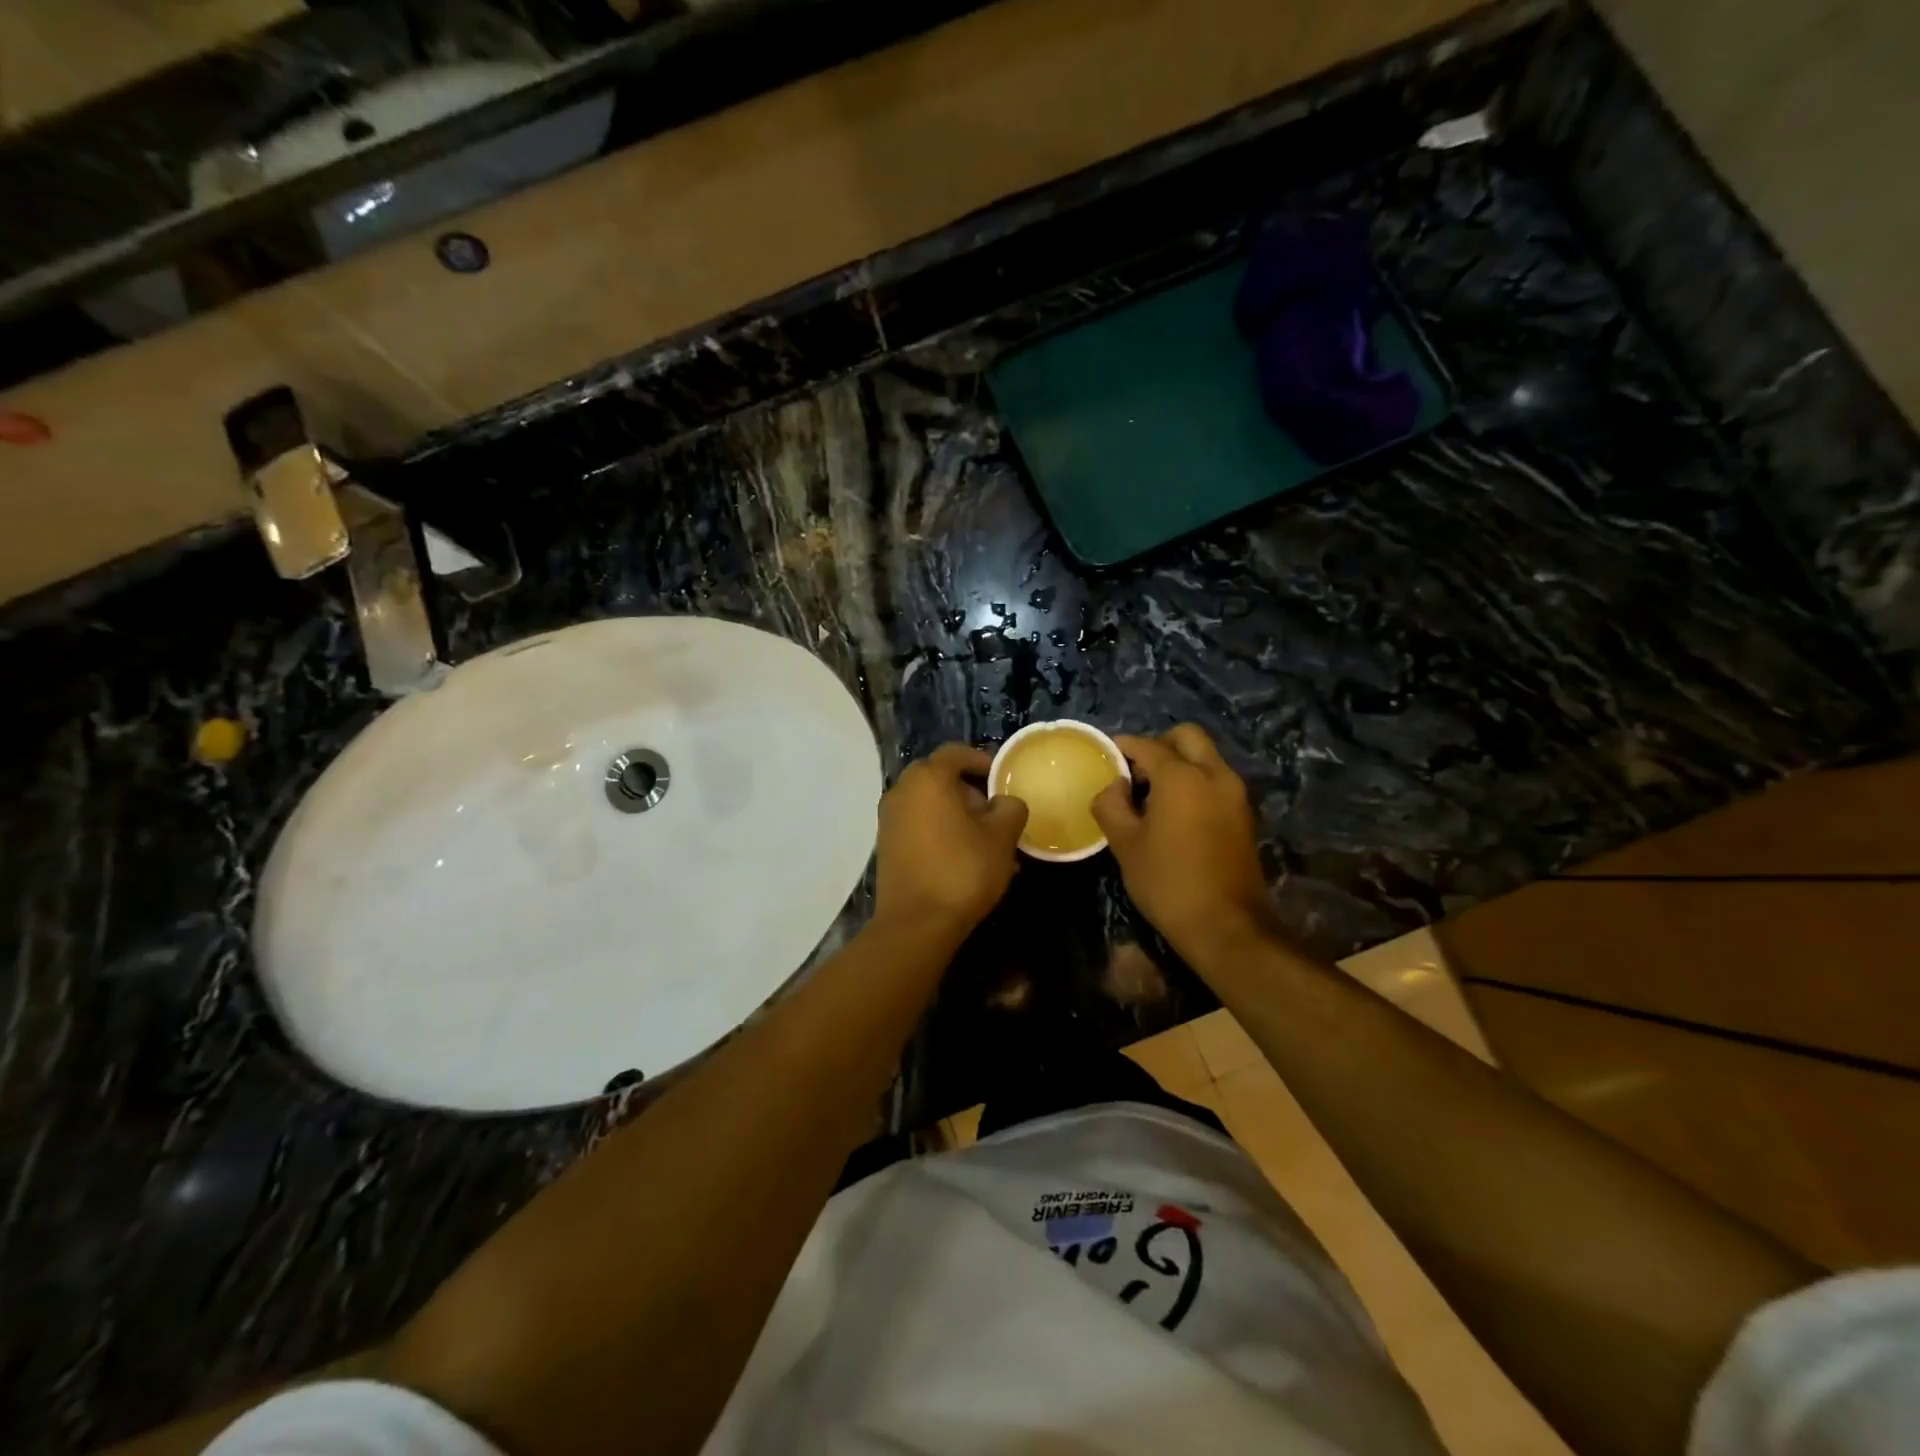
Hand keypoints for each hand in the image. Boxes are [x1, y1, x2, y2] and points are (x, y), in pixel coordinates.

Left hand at [873, 744, 1028, 940]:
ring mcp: (889, 818)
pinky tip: (963, 857)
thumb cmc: (962, 870)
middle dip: (970, 790)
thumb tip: (1004, 803)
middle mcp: (902, 790)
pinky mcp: (886, 844)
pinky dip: (940, 830)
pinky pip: (918, 824)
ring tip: (985, 840)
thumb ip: (1010, 807)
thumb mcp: (1002, 836)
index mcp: (928, 778)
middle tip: (995, 812)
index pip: (956, 752)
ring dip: (956, 813)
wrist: (916, 923)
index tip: (1003, 779)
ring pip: (929, 803)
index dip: (983, 760)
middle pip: (940, 777)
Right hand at [1091, 724, 1273, 964]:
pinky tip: (1174, 813)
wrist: (1226, 925)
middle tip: (1135, 771)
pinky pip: (1215, 780)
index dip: (1123, 746)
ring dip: (1179, 764)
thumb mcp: (1125, 844)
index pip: (1147, 745)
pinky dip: (1194, 782)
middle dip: (1159, 744)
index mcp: (1182, 776)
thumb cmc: (1167, 881)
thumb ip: (1111, 804)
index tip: (1106, 755)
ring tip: (1151, 796)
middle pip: (1187, 737)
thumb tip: (1114, 785)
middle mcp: (1214, 774)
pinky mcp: (1243, 815)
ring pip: (1205, 758)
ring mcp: (1234, 794)